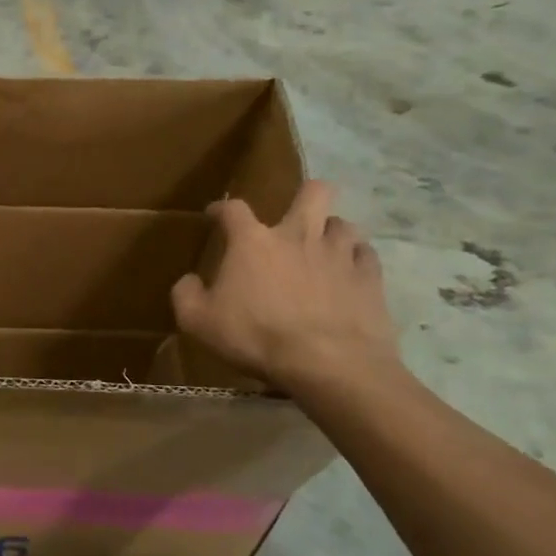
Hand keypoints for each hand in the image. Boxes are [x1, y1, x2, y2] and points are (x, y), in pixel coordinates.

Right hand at [170, 181, 398, 393]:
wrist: (328, 363)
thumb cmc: (256, 337)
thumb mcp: (198, 322)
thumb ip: (186, 295)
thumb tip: (189, 280)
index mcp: (253, 242)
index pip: (233, 208)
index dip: (221, 208)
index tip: (215, 216)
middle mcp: (298, 235)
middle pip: (314, 192)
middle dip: (305, 194)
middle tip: (294, 215)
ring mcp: (339, 254)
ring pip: (343, 223)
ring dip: (330, 232)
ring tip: (322, 249)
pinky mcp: (369, 277)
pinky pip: (365, 255)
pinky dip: (355, 259)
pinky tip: (347, 274)